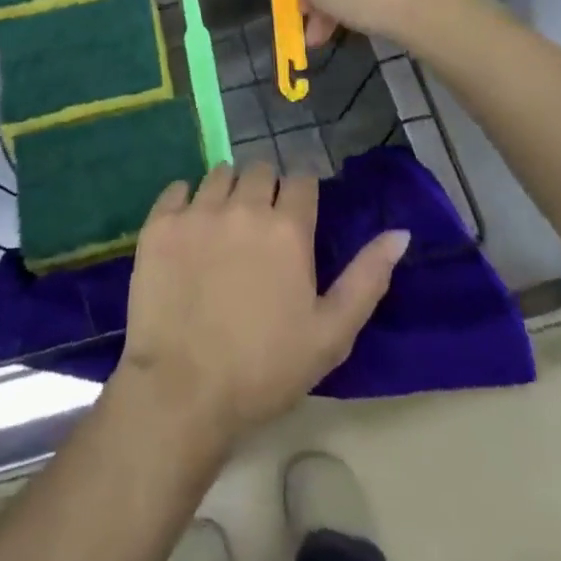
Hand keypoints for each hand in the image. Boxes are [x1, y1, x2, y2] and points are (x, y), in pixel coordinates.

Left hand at [117, 163, 409, 445]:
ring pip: (219, 174)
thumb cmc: (265, 369)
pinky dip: (186, 200)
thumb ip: (367, 277)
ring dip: (228, 190)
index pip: (301, 180)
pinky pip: (177, 188)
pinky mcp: (160, 222)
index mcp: (288, 228)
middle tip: (260, 225)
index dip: (301, 195)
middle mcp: (243, 205)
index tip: (296, 216)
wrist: (183, 390)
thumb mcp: (331, 333)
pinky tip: (188, 229)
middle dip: (265, 189)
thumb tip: (399, 233)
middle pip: (260, 170)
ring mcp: (198, 210)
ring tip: (224, 225)